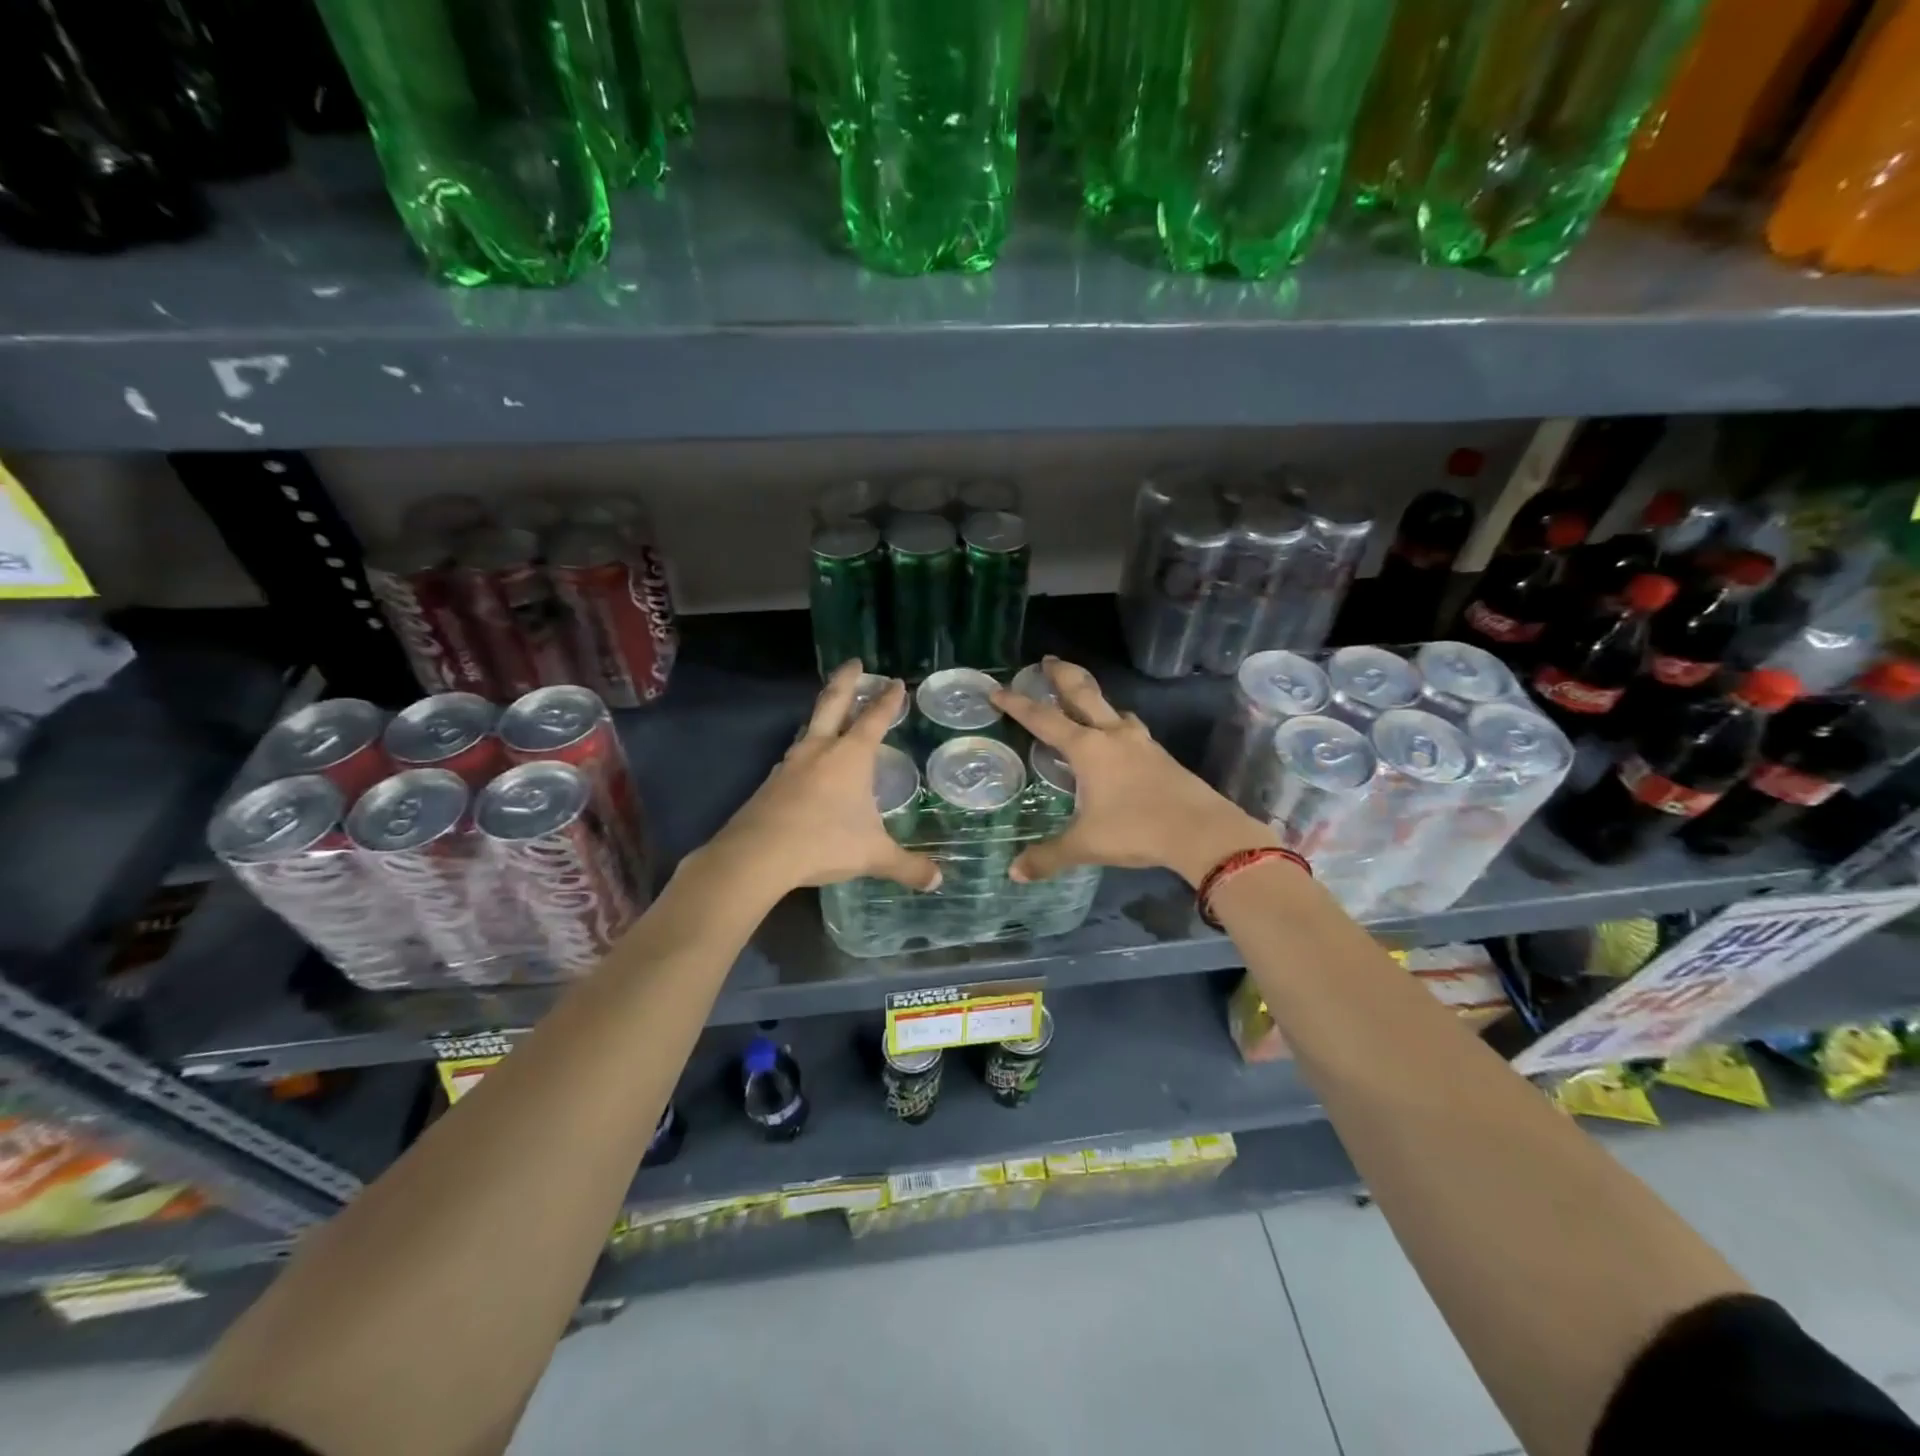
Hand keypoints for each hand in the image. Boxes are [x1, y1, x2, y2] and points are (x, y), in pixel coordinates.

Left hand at [706, 660, 940, 896]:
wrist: (757, 855)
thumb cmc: (824, 842)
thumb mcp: (873, 855)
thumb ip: (906, 866)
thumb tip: (937, 881)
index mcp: (850, 757)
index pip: (874, 719)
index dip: (887, 700)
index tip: (895, 682)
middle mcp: (820, 750)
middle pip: (833, 704)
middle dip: (846, 681)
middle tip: (853, 662)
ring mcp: (791, 764)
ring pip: (809, 729)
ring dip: (822, 716)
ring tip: (830, 716)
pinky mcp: (770, 783)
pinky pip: (794, 758)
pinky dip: (806, 752)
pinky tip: (807, 766)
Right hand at [991, 657, 1278, 887]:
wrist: (1201, 831)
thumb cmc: (1136, 829)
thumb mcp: (1085, 845)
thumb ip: (1048, 856)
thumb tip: (1014, 873)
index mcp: (1087, 748)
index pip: (1043, 719)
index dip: (1017, 704)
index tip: (997, 689)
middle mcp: (1112, 736)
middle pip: (1083, 694)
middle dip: (1063, 675)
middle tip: (1048, 659)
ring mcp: (1141, 743)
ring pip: (1113, 709)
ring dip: (1095, 699)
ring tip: (1085, 702)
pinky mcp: (1161, 756)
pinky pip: (1132, 730)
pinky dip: (1119, 725)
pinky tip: (1121, 740)